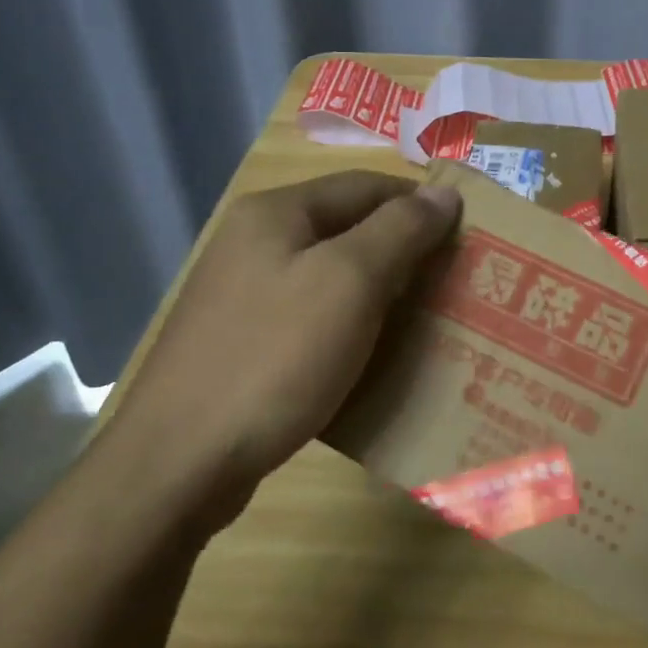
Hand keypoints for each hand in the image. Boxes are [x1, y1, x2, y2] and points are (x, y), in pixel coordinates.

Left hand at [112, 171, 459, 531]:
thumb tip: (444, 192)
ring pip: (330, 278)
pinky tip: (375, 356)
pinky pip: (311, 319)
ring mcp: (242, 295)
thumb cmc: (274, 358)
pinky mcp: (242, 343)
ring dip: (380, 293)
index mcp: (276, 213)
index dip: (420, 203)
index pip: (366, 186)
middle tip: (454, 283)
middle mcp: (253, 242)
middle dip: (403, 252)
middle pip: (346, 229)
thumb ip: (400, 230)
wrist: (180, 462)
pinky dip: (349, 328)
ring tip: (427, 321)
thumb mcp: (349, 282)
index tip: (468, 235)